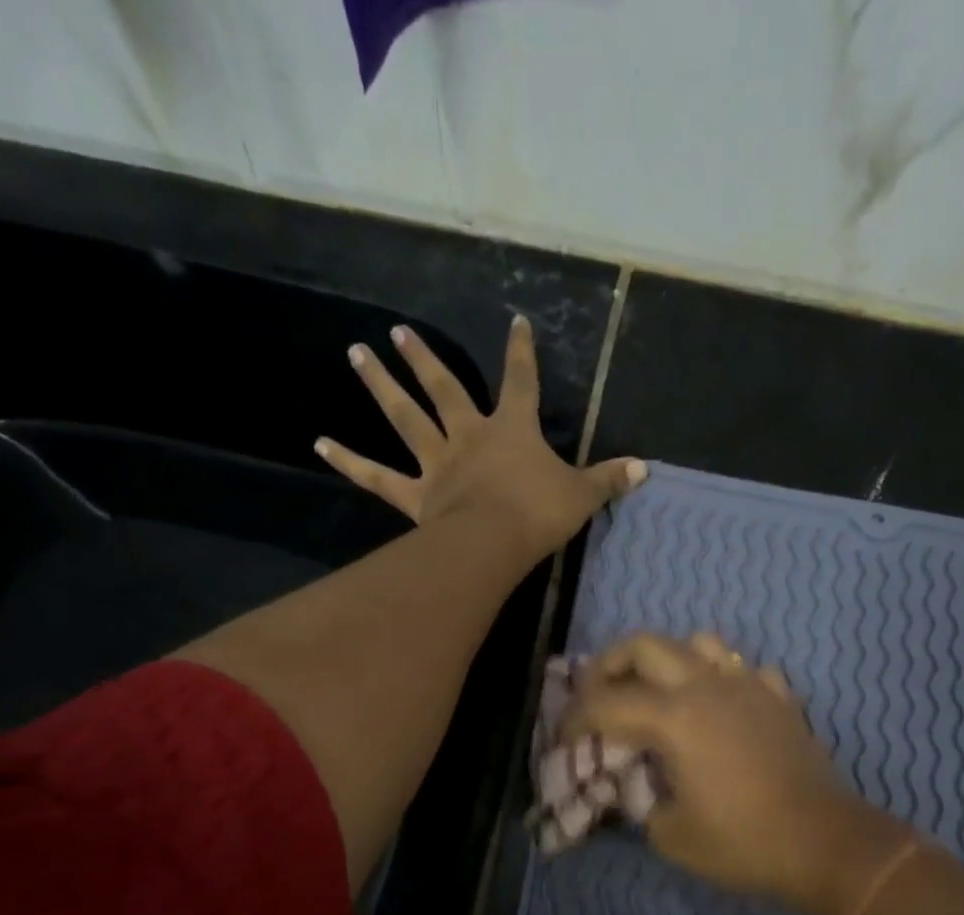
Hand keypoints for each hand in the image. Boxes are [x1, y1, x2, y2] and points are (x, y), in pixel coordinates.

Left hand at [314, 314, 645, 558]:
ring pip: (405, 418)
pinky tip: (319, 442)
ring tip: (356, 354)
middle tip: (397, 331)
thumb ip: (609, 479)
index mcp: (512, 429)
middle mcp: (469, 435)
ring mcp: (438, 463)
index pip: (521, 381)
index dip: (521, 352)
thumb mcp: (583, 495)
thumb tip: (644, 469)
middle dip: (424, 359)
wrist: (497, 542)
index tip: (515, 323)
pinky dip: (348, 460)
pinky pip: (377, 476)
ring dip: (380, 385)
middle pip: (444, 388)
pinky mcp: (416, 494)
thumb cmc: (540, 513)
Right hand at [567, 633, 899, 914]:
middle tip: (597, 695)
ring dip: (667, 660)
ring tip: (656, 693)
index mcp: (675, 718)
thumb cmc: (743, 843)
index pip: (607, 703)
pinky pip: (742, 670)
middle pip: (645, 645)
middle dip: (609, 664)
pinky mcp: (780, 699)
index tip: (562, 738)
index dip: (575, 718)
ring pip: (699, 643)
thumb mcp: (671, 835)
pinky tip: (718, 708)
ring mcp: (750, 686)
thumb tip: (638, 789)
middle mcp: (708, 686)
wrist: (825, 844)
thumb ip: (642, 803)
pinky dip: (720, 679)